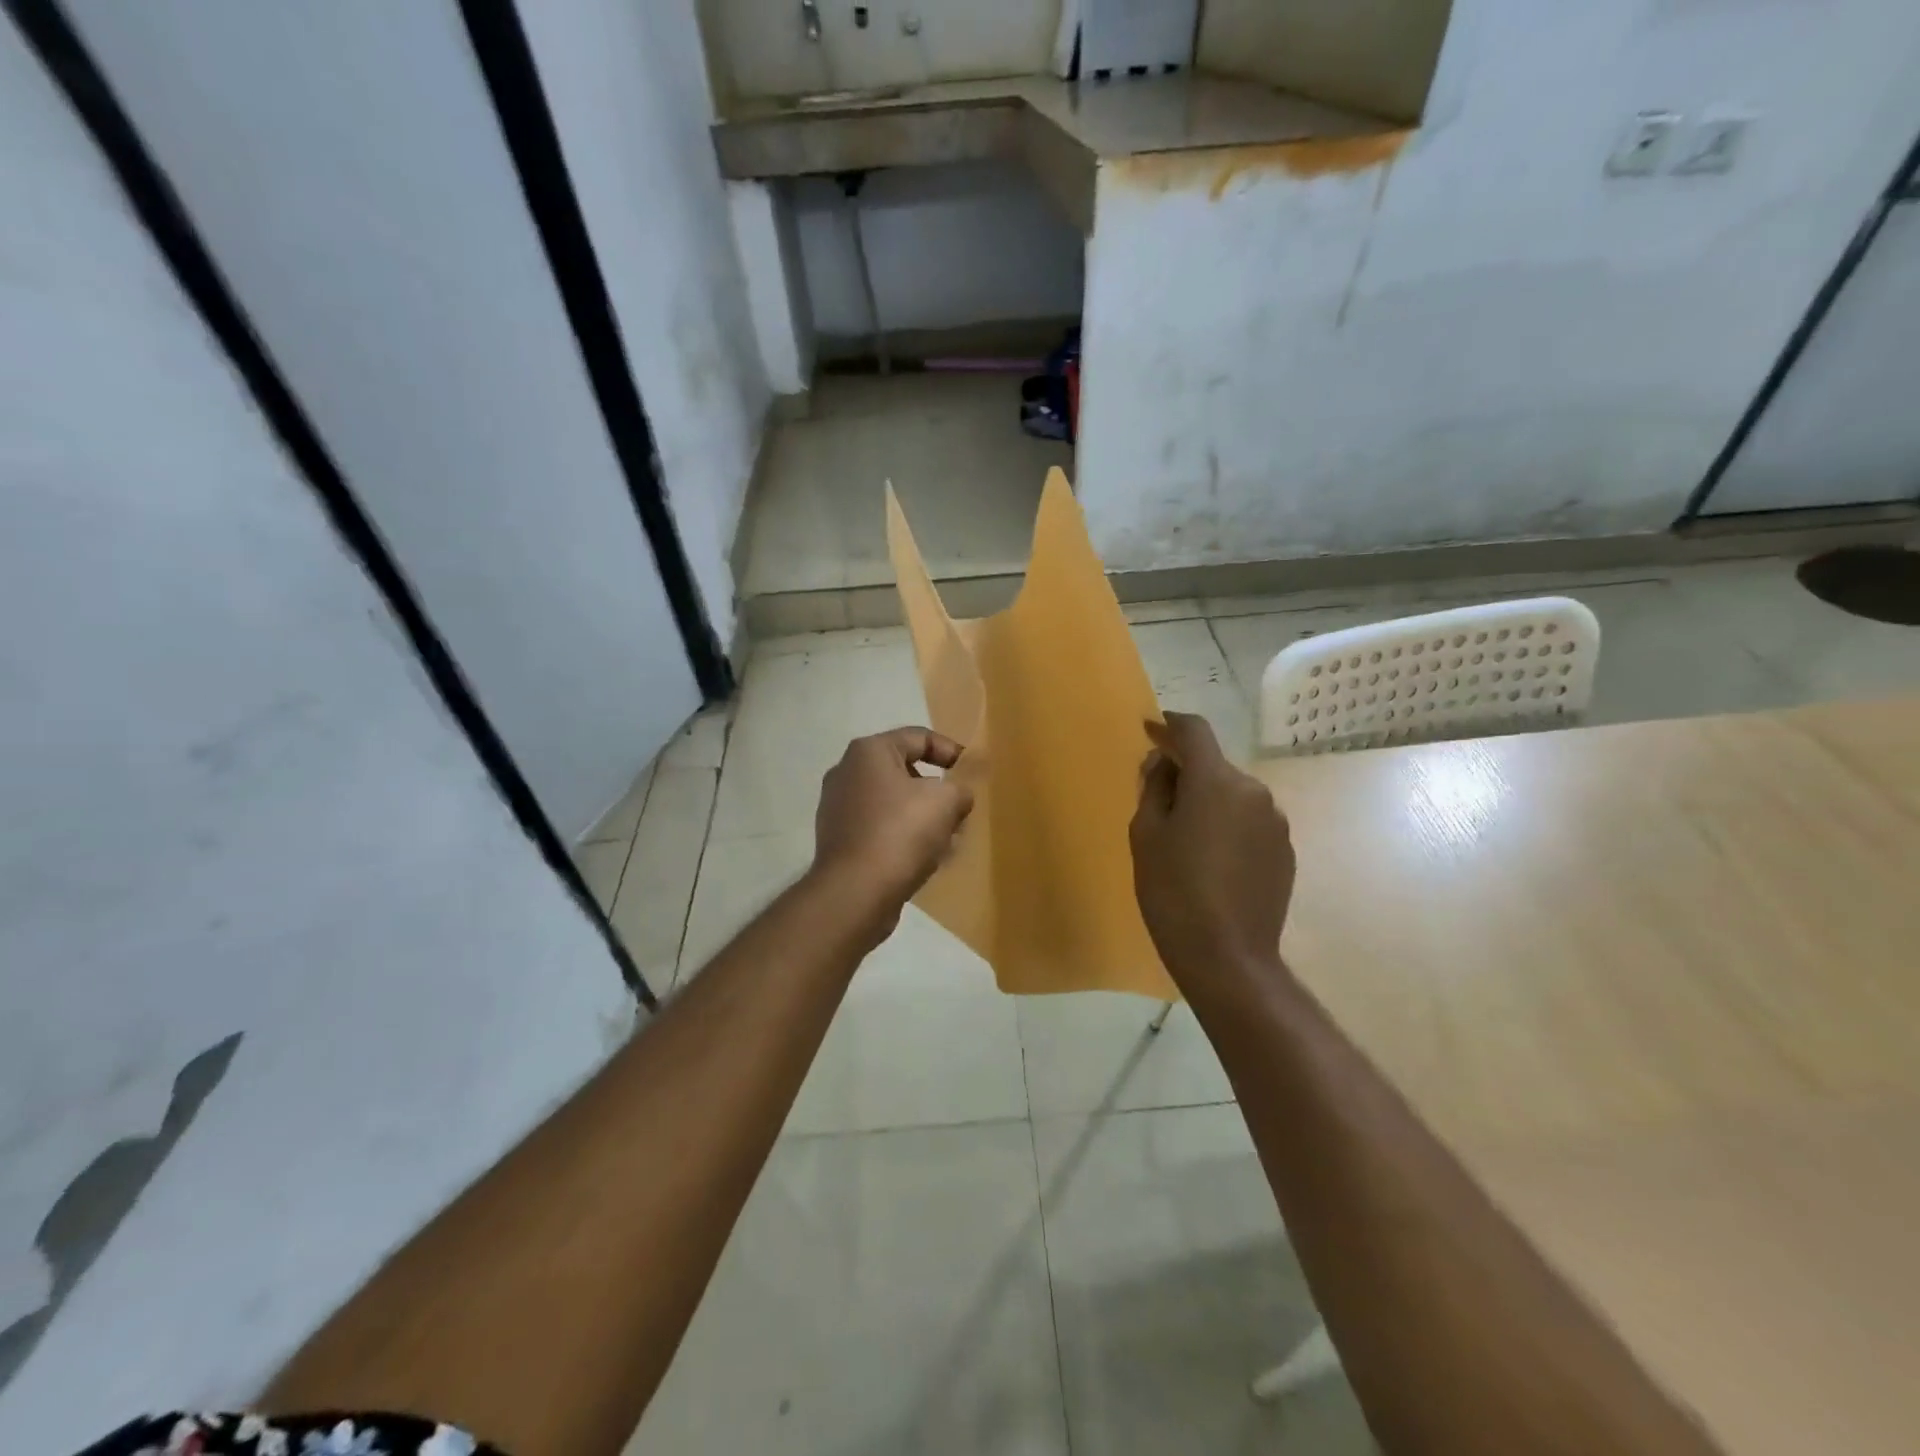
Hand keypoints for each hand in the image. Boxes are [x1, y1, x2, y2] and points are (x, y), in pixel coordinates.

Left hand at [812, 726, 973, 925]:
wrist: (855, 892)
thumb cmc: (901, 833)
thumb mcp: (946, 802)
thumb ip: (960, 789)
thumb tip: (957, 796)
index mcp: (869, 751)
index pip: (919, 737)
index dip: (951, 751)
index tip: (972, 773)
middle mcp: (847, 772)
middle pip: (904, 771)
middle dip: (937, 789)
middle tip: (960, 809)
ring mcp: (838, 808)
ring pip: (893, 803)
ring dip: (922, 816)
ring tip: (948, 838)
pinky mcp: (839, 840)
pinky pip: (880, 828)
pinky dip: (903, 837)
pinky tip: (924, 858)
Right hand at [1131, 712, 1295, 995]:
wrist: (1227, 956)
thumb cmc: (1173, 891)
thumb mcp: (1146, 835)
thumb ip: (1154, 787)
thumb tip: (1165, 762)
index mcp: (1216, 781)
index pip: (1195, 731)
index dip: (1170, 725)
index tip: (1151, 729)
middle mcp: (1253, 791)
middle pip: (1214, 765)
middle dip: (1187, 772)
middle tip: (1158, 799)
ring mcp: (1275, 822)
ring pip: (1233, 795)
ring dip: (1209, 801)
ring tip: (1185, 838)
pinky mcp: (1285, 851)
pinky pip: (1249, 822)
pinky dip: (1229, 826)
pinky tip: (1212, 860)